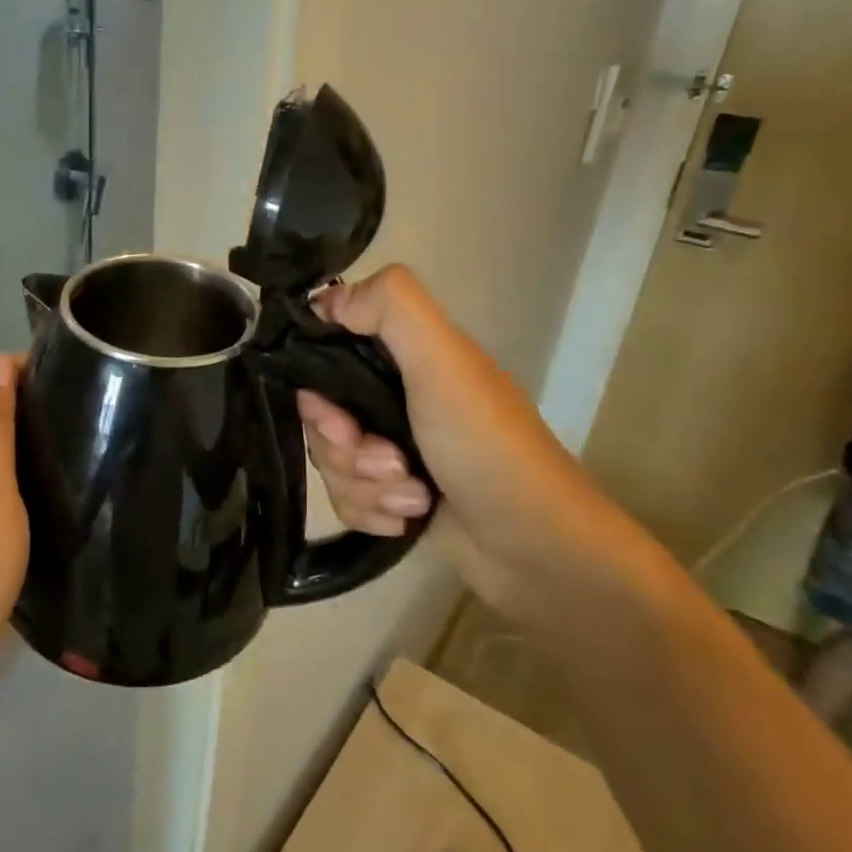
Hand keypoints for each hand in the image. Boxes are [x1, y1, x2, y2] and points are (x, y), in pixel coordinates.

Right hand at [298, 266, 607, 618]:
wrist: (536, 550)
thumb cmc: (489, 448)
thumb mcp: (445, 364)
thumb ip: (393, 308)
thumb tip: (329, 300)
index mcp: (406, 357)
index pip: (328, 351)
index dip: (315, 383)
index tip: (333, 413)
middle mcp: (394, 397)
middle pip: (321, 414)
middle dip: (345, 447)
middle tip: (387, 461)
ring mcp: (393, 448)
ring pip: (332, 461)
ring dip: (366, 486)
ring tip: (413, 497)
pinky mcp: (392, 495)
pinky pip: (346, 499)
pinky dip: (373, 512)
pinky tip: (407, 519)